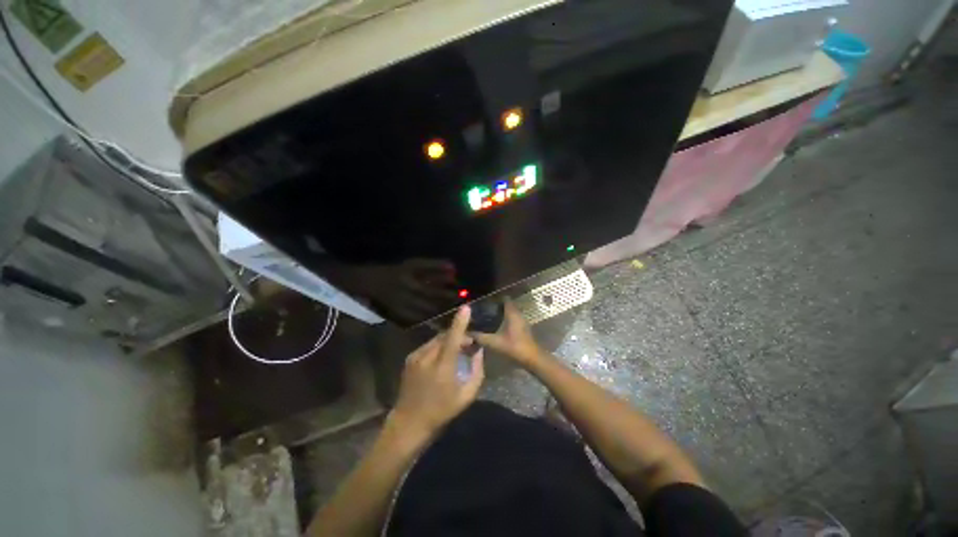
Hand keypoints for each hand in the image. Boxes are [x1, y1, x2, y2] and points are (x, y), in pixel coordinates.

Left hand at [390, 306, 484, 440]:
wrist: (409, 423)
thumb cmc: (441, 411)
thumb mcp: (466, 396)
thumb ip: (477, 372)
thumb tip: (479, 352)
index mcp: (443, 367)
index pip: (453, 338)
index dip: (460, 322)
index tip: (466, 308)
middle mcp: (427, 357)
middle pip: (445, 336)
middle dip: (459, 336)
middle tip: (469, 344)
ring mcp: (416, 357)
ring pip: (437, 340)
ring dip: (449, 341)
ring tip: (457, 351)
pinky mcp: (410, 358)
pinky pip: (428, 346)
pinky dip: (439, 346)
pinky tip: (442, 358)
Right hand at [473, 301, 542, 365]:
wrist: (531, 358)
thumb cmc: (513, 346)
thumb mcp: (494, 342)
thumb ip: (480, 337)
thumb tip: (468, 334)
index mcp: (512, 313)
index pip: (505, 299)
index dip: (496, 299)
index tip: (486, 301)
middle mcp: (518, 314)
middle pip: (508, 305)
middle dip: (497, 307)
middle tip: (485, 310)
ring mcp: (522, 321)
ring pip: (511, 313)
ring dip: (502, 314)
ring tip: (490, 318)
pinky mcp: (524, 328)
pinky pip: (514, 319)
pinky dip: (507, 320)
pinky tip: (498, 328)